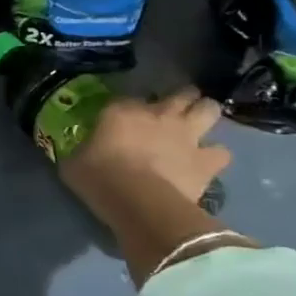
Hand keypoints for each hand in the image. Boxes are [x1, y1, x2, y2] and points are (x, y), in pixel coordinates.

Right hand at [62, 88, 230, 209]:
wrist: (139, 202)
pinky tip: (208, 162)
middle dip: (181, 98)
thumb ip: (80, 152)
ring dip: (204, 115)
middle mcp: (158, 114)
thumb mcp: (74, 163)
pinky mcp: (207, 161)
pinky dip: (216, 155)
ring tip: (199, 126)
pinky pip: (221, 152)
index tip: (123, 120)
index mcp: (121, 111)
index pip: (128, 98)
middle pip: (181, 93)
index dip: (129, 109)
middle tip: (175, 109)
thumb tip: (77, 155)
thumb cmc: (99, 178)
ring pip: (209, 109)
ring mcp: (187, 135)